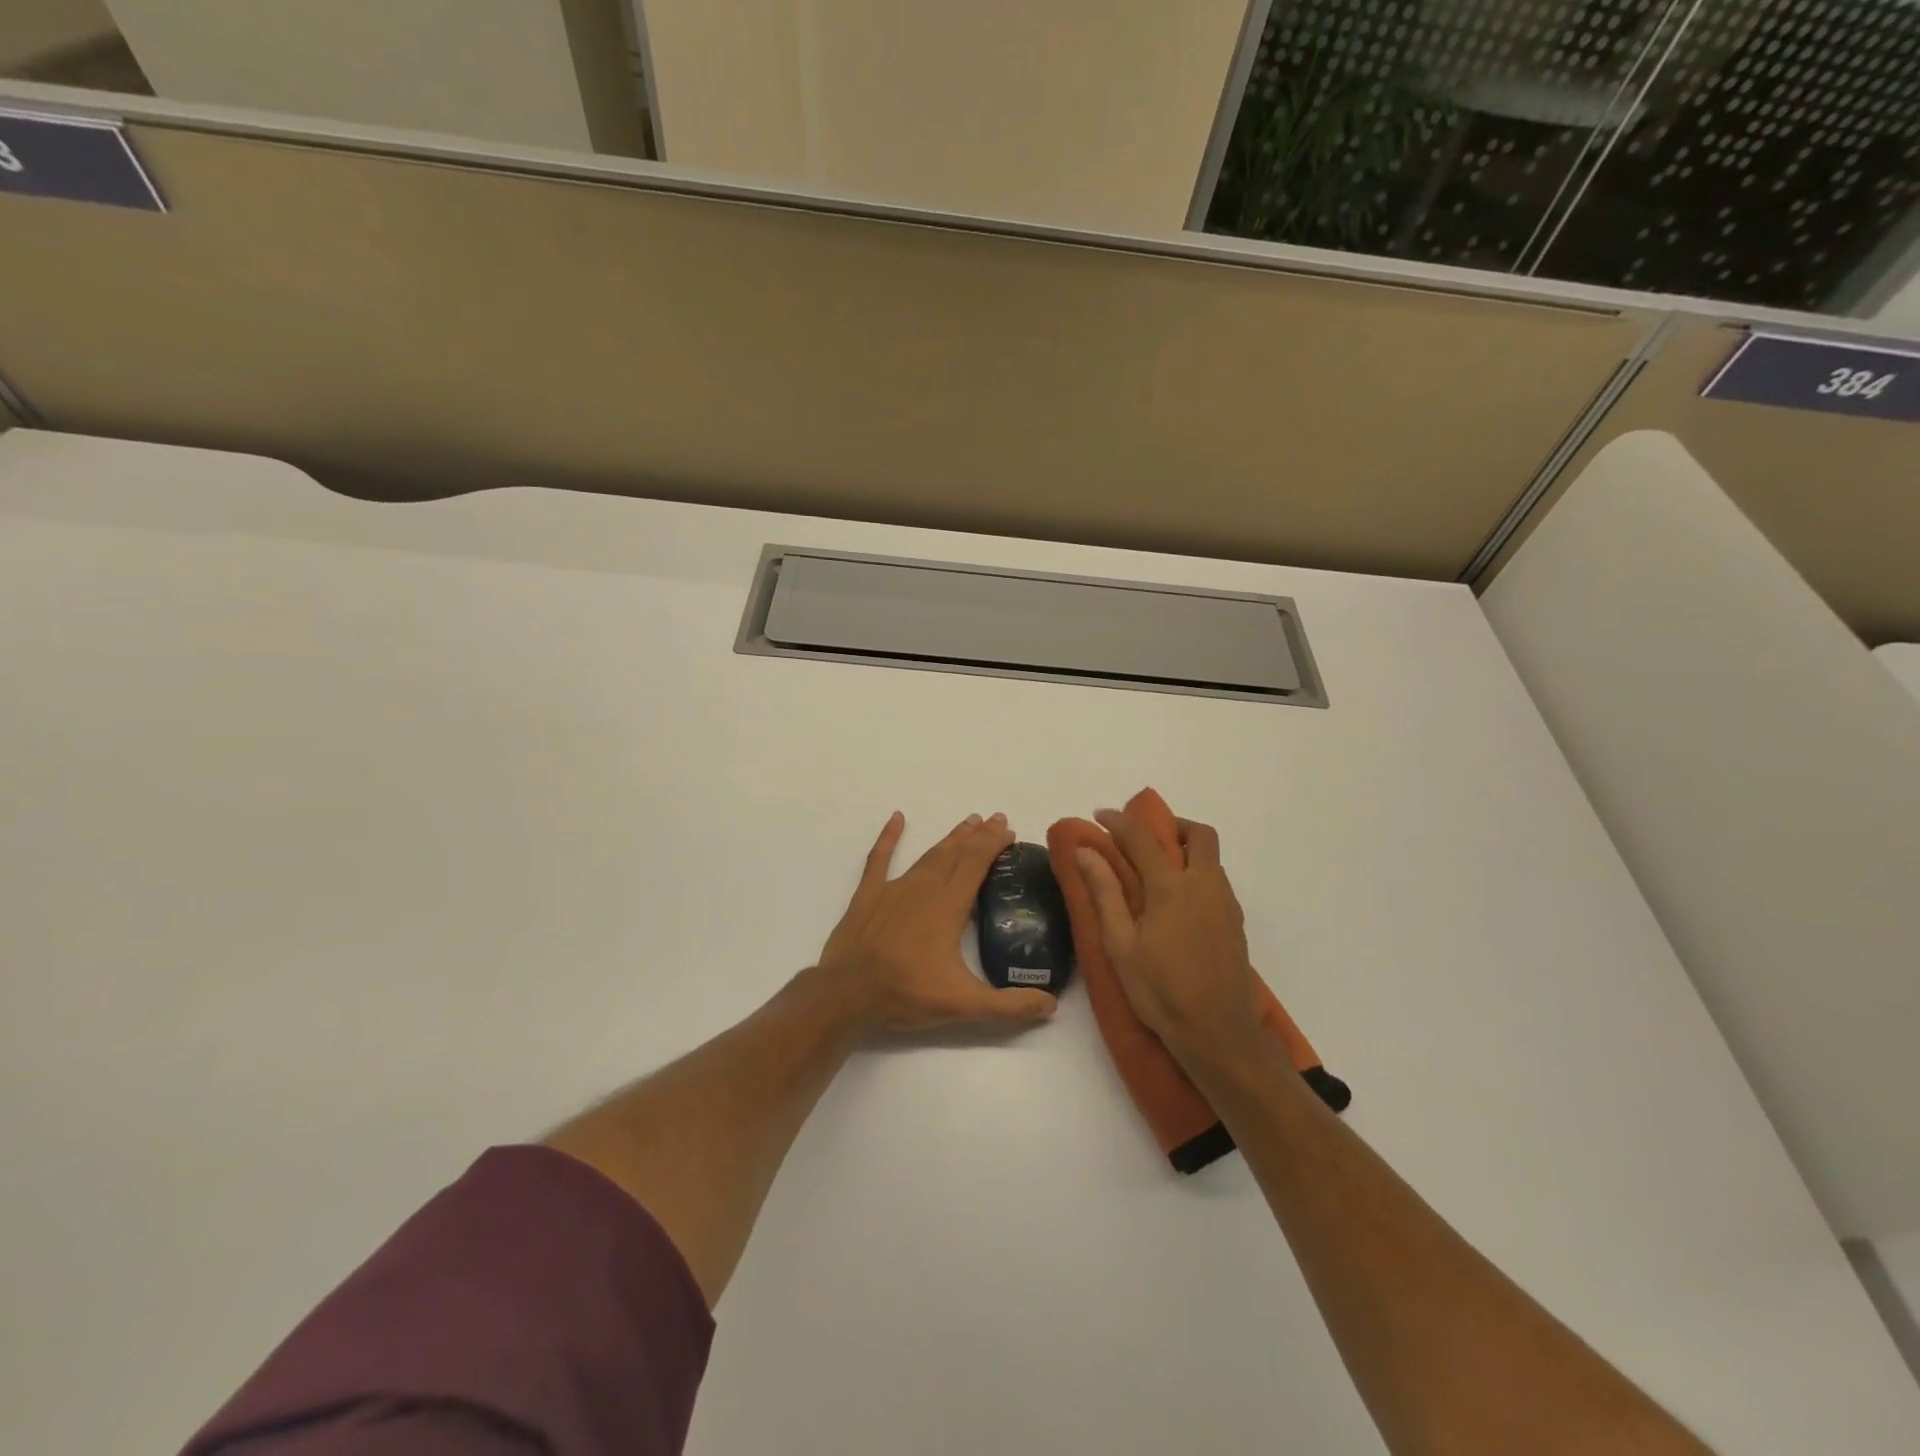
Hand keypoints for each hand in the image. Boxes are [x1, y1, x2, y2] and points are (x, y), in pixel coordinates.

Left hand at [818, 811, 1058, 1035]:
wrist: (846, 994)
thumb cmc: (906, 993)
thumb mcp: (964, 1005)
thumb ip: (1010, 1006)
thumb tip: (1051, 1005)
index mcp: (949, 905)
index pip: (977, 863)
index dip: (994, 843)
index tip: (1009, 830)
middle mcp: (924, 887)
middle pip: (957, 853)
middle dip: (978, 835)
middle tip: (996, 819)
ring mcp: (894, 887)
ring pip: (928, 854)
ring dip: (950, 837)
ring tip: (968, 822)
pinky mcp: (868, 894)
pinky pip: (879, 858)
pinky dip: (889, 837)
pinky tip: (896, 818)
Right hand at [1075, 810, 1261, 1060]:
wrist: (1218, 1033)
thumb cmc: (1160, 990)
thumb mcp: (1120, 944)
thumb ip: (1105, 892)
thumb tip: (1086, 851)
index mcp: (1172, 887)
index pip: (1143, 838)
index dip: (1119, 822)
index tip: (1100, 815)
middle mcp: (1205, 885)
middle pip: (1198, 834)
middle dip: (1170, 826)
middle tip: (1143, 838)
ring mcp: (1225, 904)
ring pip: (1211, 858)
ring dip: (1185, 849)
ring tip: (1155, 871)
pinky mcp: (1235, 923)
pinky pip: (1217, 881)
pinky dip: (1196, 873)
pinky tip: (1176, 902)